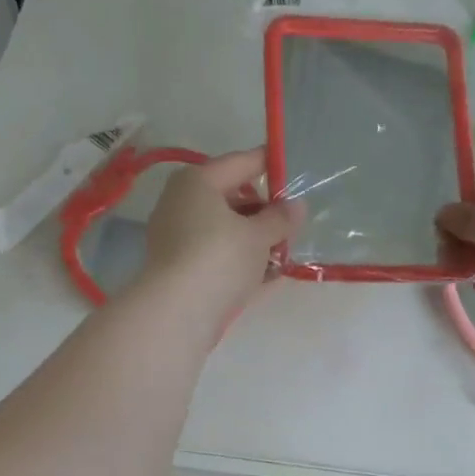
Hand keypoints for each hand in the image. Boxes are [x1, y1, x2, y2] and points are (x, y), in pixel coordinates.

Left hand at [141, 147, 303, 317]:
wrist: (177, 312)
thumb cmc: (220, 258)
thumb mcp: (259, 236)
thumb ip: (280, 218)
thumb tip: (297, 206)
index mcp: (198, 181)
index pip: (241, 162)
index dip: (270, 164)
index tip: (294, 170)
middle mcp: (182, 203)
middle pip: (231, 199)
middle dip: (264, 212)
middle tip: (293, 225)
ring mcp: (177, 238)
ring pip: (225, 231)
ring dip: (255, 241)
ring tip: (285, 254)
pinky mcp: (180, 269)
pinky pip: (217, 257)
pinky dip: (240, 262)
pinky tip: (268, 276)